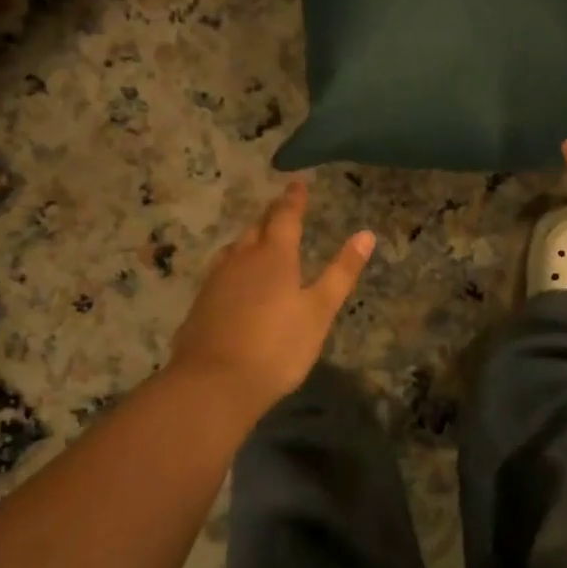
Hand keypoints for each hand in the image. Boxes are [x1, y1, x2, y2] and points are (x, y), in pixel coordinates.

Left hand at [168, 180, 374, 419]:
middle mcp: (242, 260)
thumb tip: (366, 234)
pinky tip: (234, 280)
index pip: (285, 217)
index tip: (297, 183)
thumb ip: (341, 272)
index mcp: (274, 256)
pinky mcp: (200, 305)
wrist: (214, 385)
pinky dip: (233, 265)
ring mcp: (216, 282)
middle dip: (271, 216)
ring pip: (235, 249)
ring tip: (257, 238)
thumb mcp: (319, 310)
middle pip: (256, 228)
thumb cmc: (277, 347)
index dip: (293, 199)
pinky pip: (220, 272)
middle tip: (280, 207)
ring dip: (249, 239)